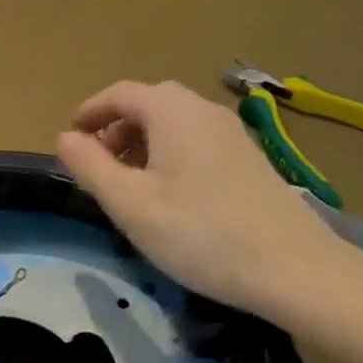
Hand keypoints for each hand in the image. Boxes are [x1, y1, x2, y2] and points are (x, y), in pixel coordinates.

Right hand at [57, 81, 362, 348]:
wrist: (297, 268)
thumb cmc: (203, 234)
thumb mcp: (131, 205)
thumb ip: (90, 166)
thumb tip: (65, 138)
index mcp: (170, 109)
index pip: (117, 94)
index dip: (89, 112)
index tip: (70, 137)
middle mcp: (201, 107)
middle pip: (146, 104)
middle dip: (115, 128)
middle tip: (98, 165)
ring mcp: (230, 130)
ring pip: (173, 122)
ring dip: (143, 141)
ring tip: (131, 183)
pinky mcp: (249, 155)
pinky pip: (196, 138)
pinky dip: (171, 152)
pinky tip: (173, 193)